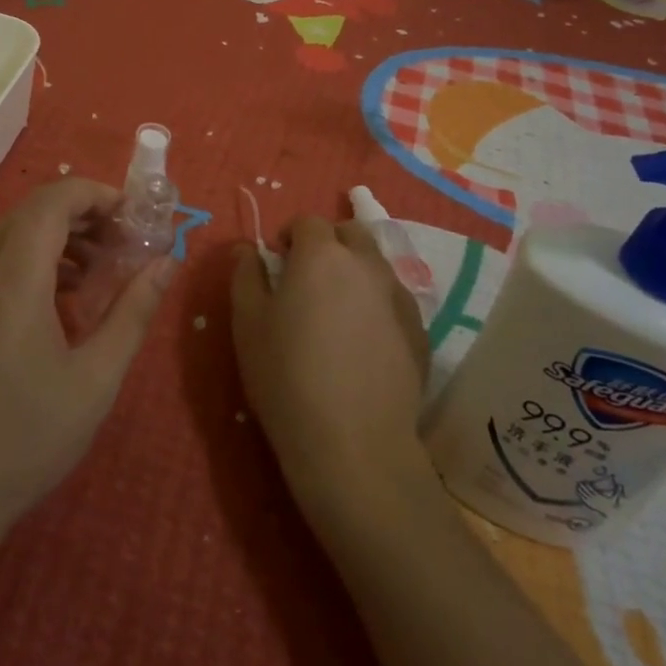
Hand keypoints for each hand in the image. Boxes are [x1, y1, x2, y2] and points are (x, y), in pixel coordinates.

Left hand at [0, 178, 174, 547]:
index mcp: (10, 285)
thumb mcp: (96, 380)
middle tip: (119, 242)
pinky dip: (24, 261)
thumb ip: (134, 312)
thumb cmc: (26, 442)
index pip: (50, 203)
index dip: (93, 194)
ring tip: (92, 273)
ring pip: (4, 237)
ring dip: (51, 237)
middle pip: (27, 214)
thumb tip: (167, 263)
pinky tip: (51, 301)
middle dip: (78, 214)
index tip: (130, 215)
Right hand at [231, 218, 429, 513]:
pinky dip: (377, 304)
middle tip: (308, 279)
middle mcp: (367, 264)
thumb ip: (245, 275)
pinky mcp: (420, 331)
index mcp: (322, 255)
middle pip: (351, 233)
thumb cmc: (287, 376)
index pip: (308, 221)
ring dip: (355, 272)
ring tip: (336, 311)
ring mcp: (399, 297)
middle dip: (328, 244)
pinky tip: (362, 343)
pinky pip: (394, 300)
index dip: (290, 235)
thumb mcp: (247, 323)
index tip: (278, 261)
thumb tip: (246, 248)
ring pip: (376, 265)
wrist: (353, 444)